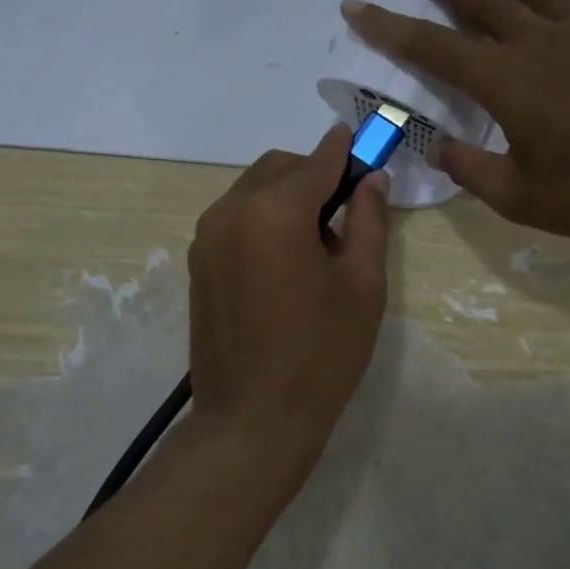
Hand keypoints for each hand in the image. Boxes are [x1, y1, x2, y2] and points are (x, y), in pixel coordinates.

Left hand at [187, 125, 390, 467]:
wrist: (254, 419)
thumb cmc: (322, 354)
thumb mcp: (363, 286)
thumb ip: (369, 221)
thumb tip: (371, 179)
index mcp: (275, 210)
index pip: (318, 160)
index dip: (347, 152)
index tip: (368, 149)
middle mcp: (230, 211)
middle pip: (279, 168)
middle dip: (315, 176)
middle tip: (347, 215)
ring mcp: (206, 238)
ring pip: (253, 192)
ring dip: (287, 200)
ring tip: (317, 248)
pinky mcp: (198, 265)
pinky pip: (235, 221)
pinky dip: (263, 222)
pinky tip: (285, 266)